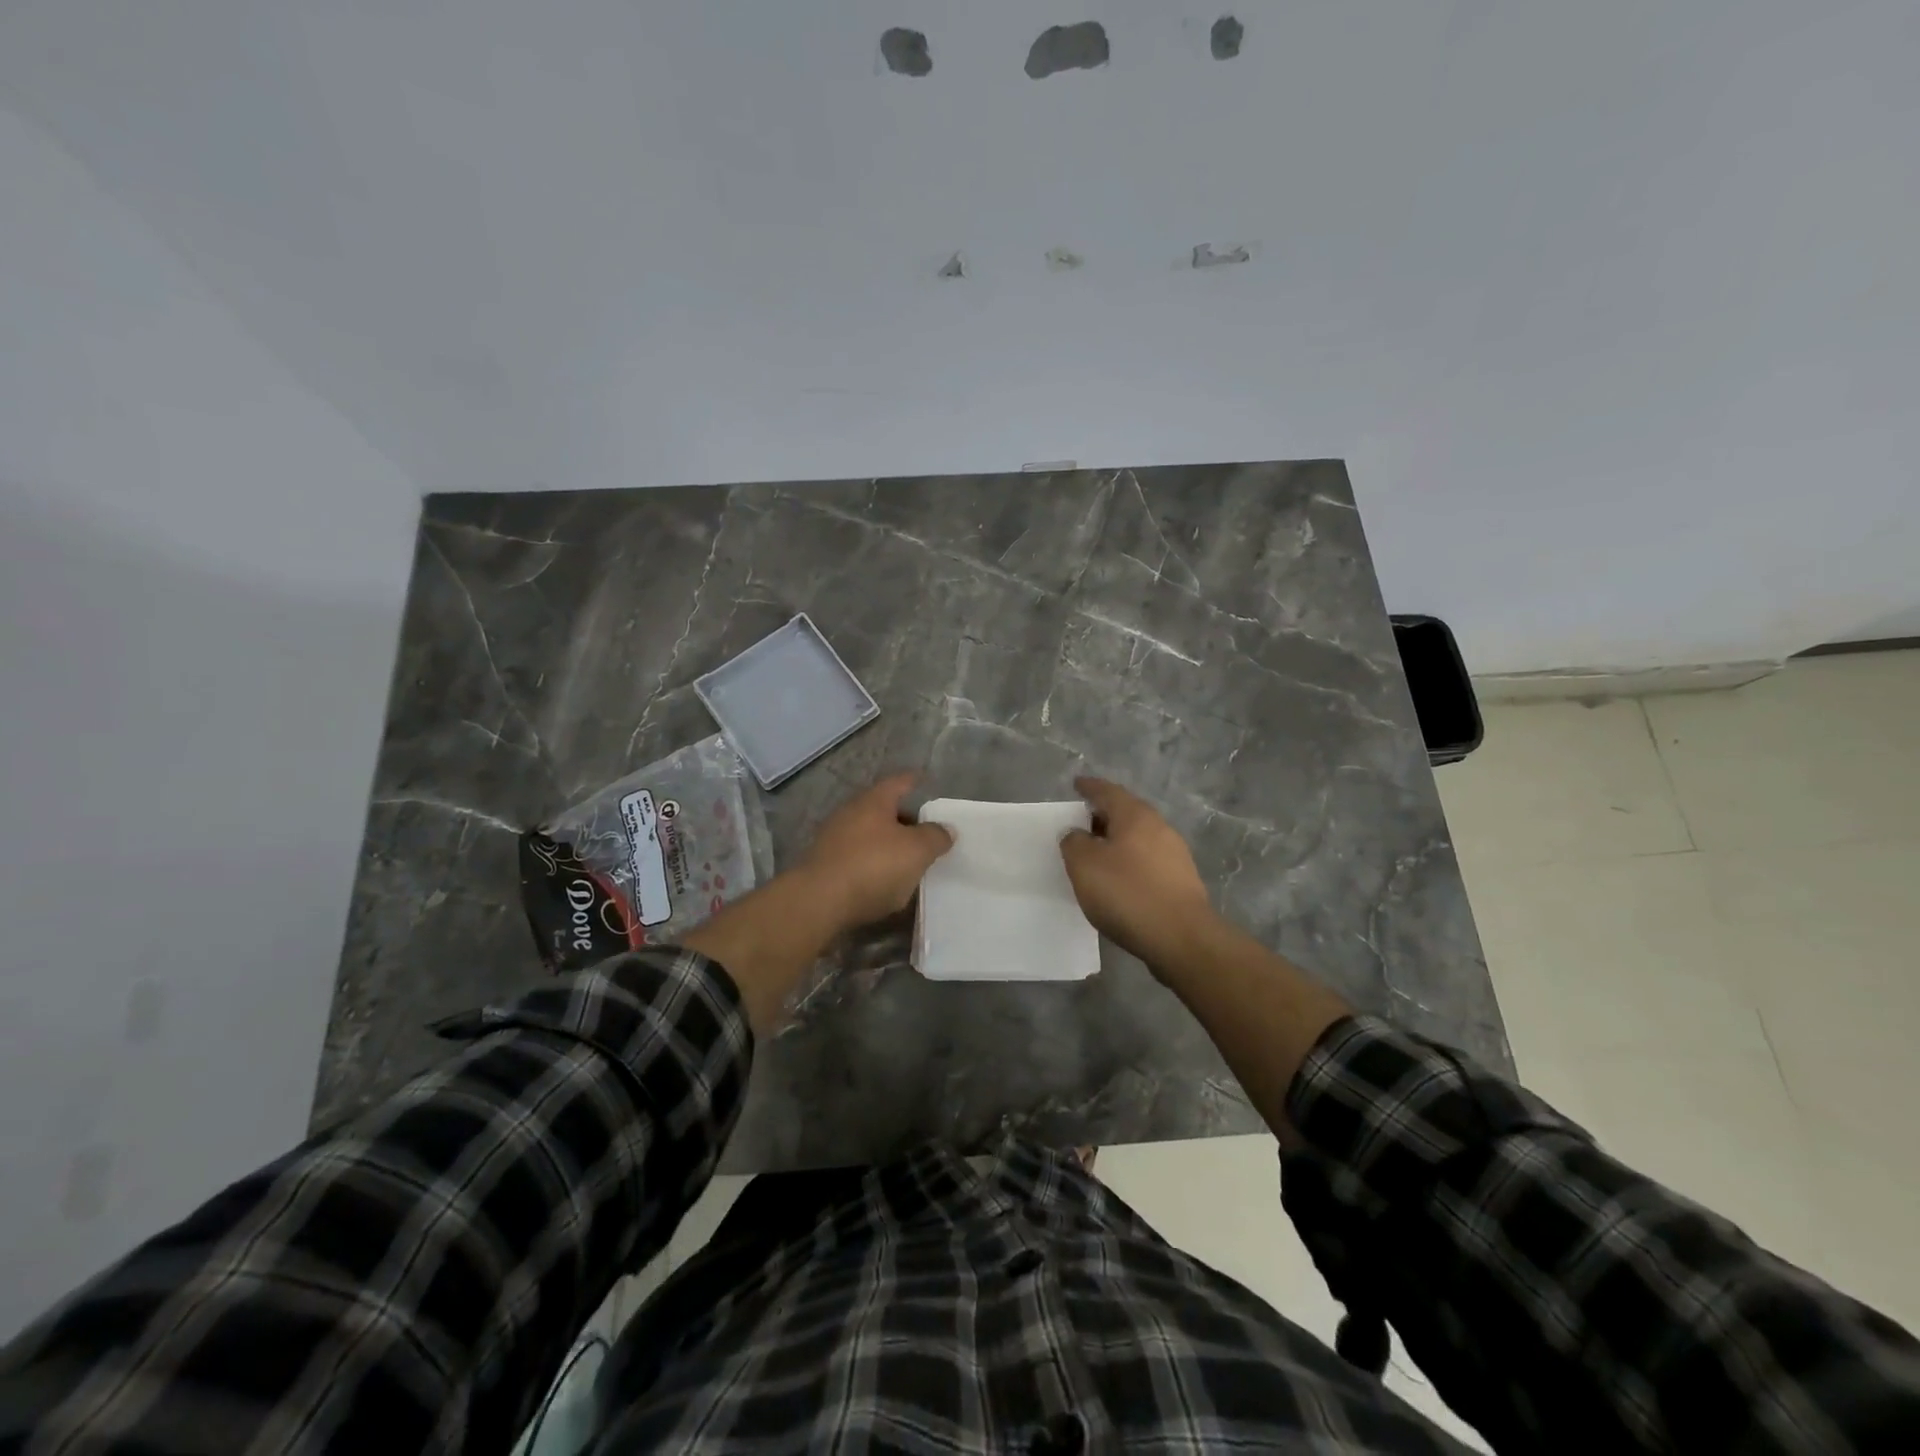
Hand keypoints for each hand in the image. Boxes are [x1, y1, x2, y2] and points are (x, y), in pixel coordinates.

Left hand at [793, 773, 953, 932]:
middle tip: (925, 832)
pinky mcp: (824, 865)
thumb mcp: (916, 851)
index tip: (925, 780)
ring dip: (887, 843)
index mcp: (874, 801)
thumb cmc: (873, 866)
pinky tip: (883, 880)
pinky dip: (872, 863)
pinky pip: (856, 857)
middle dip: (904, 818)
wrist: (818, 902)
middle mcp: (850, 812)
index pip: (899, 782)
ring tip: (908, 859)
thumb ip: (935, 837)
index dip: (914, 780)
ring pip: (868, 834)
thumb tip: (946, 829)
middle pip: (882, 809)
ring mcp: (833, 838)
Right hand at [1061, 777, 1218, 974]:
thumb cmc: (1127, 893)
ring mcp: (1175, 854)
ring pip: (1138, 838)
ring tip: (1096, 855)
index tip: (1076, 784)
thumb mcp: (1084, 865)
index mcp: (1135, 815)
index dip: (1089, 787)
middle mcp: (1159, 827)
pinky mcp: (1182, 881)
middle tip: (1080, 824)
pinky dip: (1130, 863)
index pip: (1107, 791)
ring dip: (1117, 842)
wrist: (1182, 938)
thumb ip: (1074, 842)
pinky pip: (1148, 861)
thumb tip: (1077, 834)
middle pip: (1126, 813)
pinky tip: (1119, 880)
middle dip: (1103, 816)